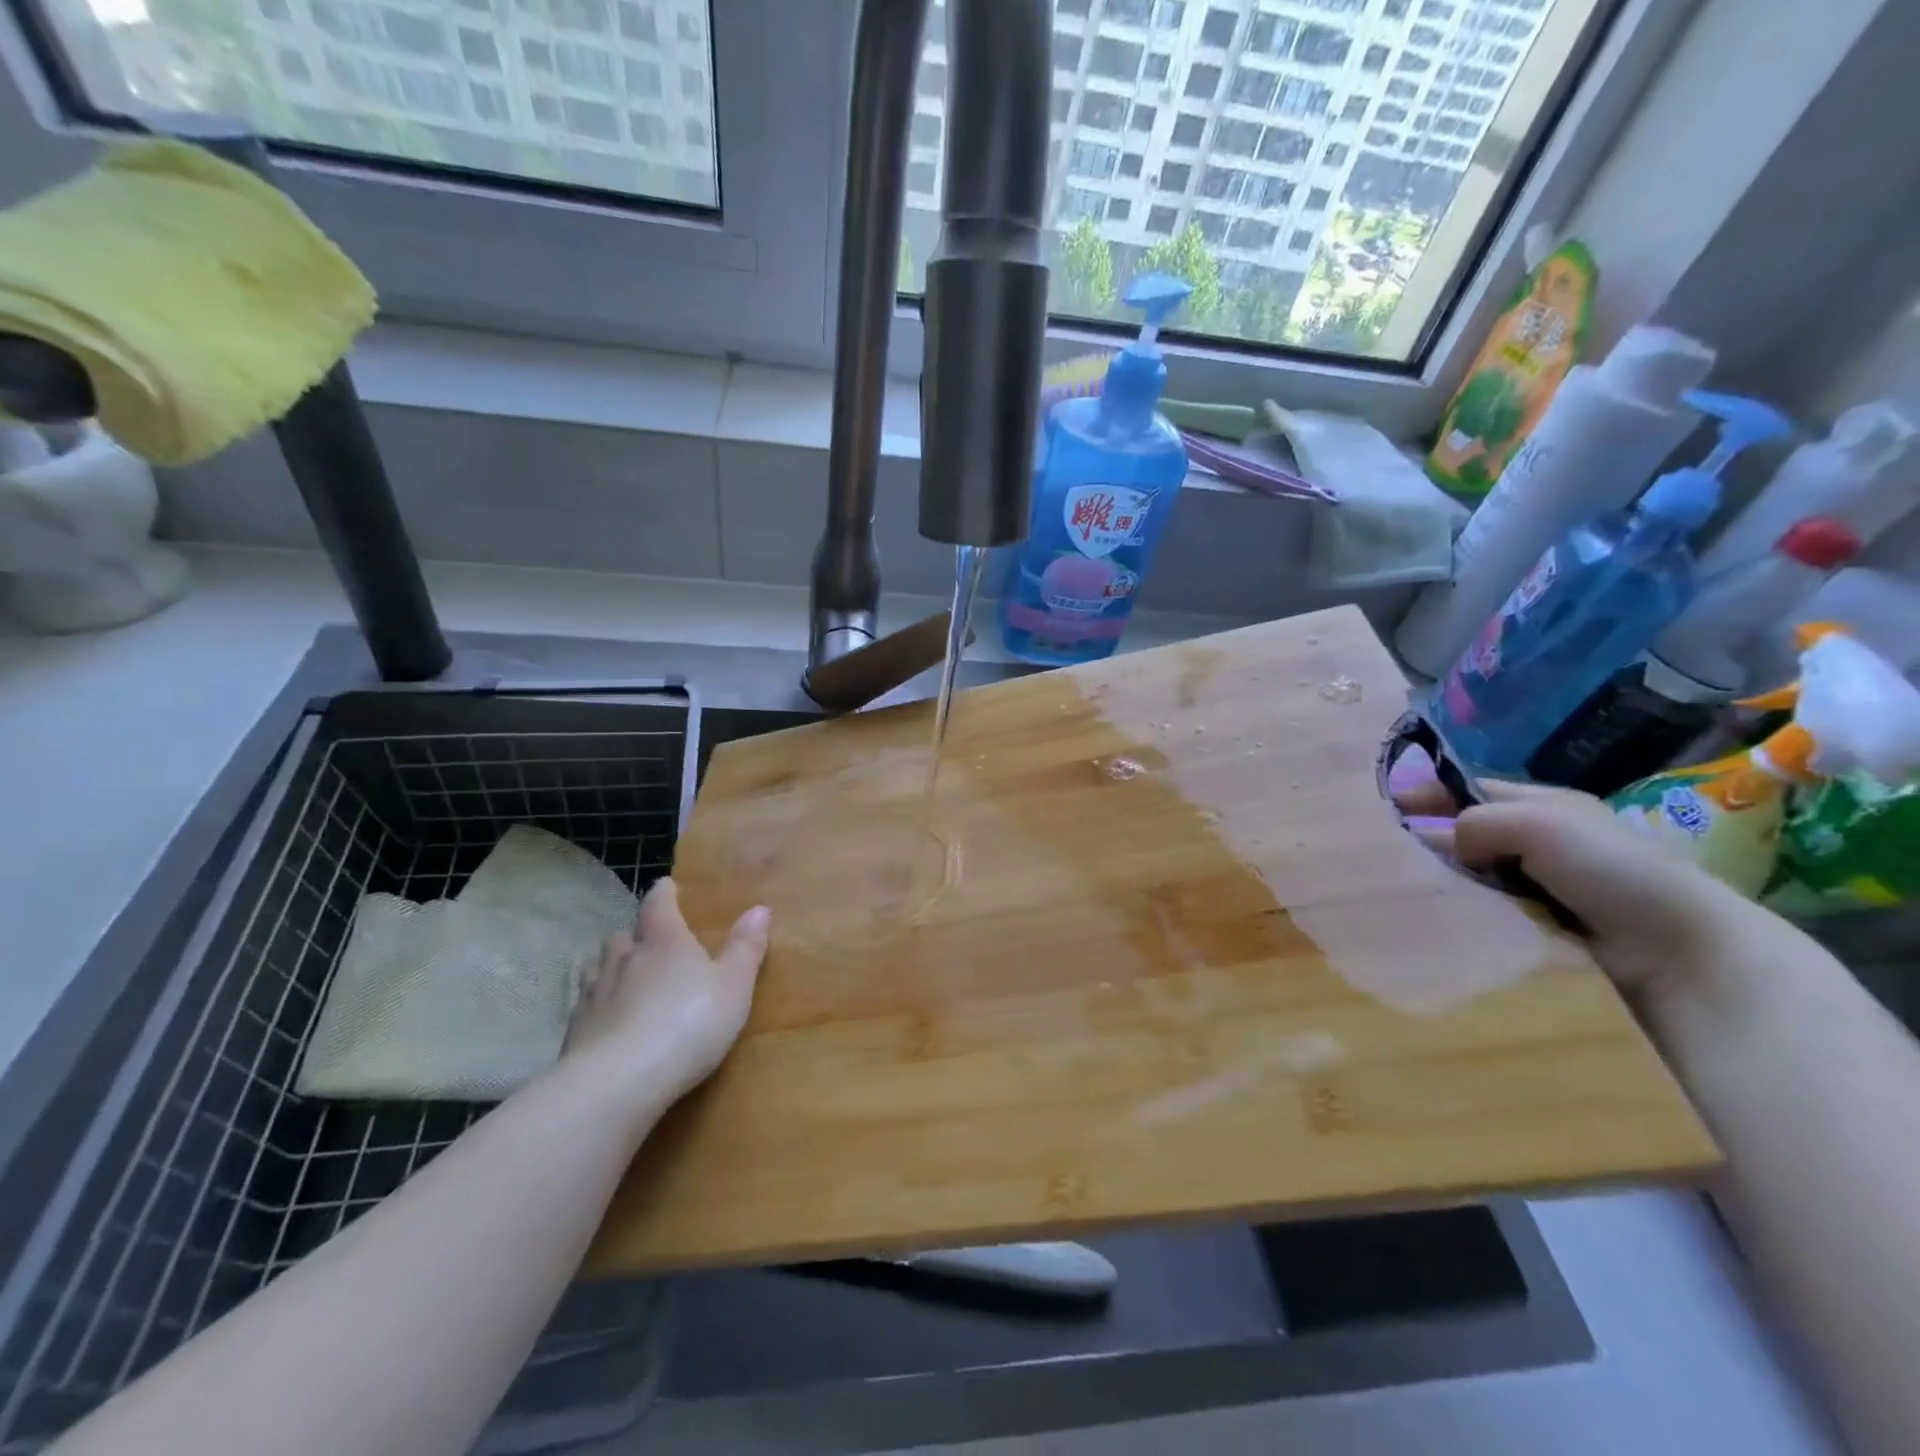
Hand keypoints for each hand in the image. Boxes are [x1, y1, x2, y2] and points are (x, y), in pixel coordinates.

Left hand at [561, 879, 770, 1111]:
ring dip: (612, 967)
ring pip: (598, 967)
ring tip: (625, 978)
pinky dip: (597, 1006)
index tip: (668, 887)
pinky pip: (584, 1006)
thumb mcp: (733, 986)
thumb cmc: (688, 1024)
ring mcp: (594, 994)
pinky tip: (606, 1021)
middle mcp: (624, 958)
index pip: (659, 904)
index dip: (664, 893)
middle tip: (650, 942)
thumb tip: (759, 908)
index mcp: (664, 941)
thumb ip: (745, 948)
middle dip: (636, 935)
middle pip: (624, 935)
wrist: (617, 1082)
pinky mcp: (573, 1032)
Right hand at [1391, 750, 1784, 1011]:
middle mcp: (1540, 841)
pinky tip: (1442, 917)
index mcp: (1543, 805)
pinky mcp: (1539, 926)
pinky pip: (1485, 910)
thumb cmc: (1613, 870)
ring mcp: (1540, 886)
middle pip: (1466, 832)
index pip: (1470, 789)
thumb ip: (1477, 821)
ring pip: (1471, 873)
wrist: (1681, 952)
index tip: (1386, 806)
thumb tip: (1445, 845)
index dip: (1429, 792)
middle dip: (1429, 839)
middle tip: (1387, 853)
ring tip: (1406, 888)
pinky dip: (1464, 911)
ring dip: (1445, 879)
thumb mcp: (1539, 824)